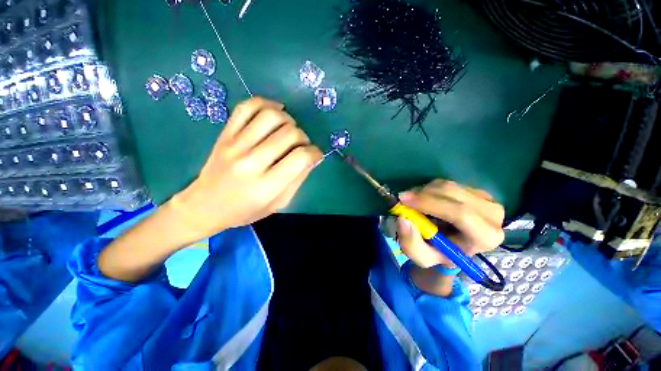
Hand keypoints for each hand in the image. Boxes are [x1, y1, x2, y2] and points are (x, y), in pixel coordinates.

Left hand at [170, 97, 322, 237]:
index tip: (315, 155)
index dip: (315, 152)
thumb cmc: (246, 210)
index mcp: (267, 186)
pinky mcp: (225, 134)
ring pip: (271, 116)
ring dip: (288, 120)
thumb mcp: (278, 203)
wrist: (205, 205)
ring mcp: (235, 145)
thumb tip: (313, 157)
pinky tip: (275, 111)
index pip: (300, 158)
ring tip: (289, 130)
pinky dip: (266, 103)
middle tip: (301, 146)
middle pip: (289, 134)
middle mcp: (251, 162)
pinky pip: (247, 107)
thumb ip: (298, 179)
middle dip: (304, 138)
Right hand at [396, 180, 504, 268]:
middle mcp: (493, 216)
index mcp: (485, 237)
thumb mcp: (421, 257)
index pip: (460, 214)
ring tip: (414, 203)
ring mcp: (486, 200)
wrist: (453, 246)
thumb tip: (403, 219)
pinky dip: (430, 189)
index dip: (429, 203)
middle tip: (403, 198)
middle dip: (423, 194)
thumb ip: (411, 243)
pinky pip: (447, 183)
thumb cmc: (439, 253)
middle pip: (453, 194)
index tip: (404, 200)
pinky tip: (425, 200)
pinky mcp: (476, 191)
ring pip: (448, 186)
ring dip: (425, 191)